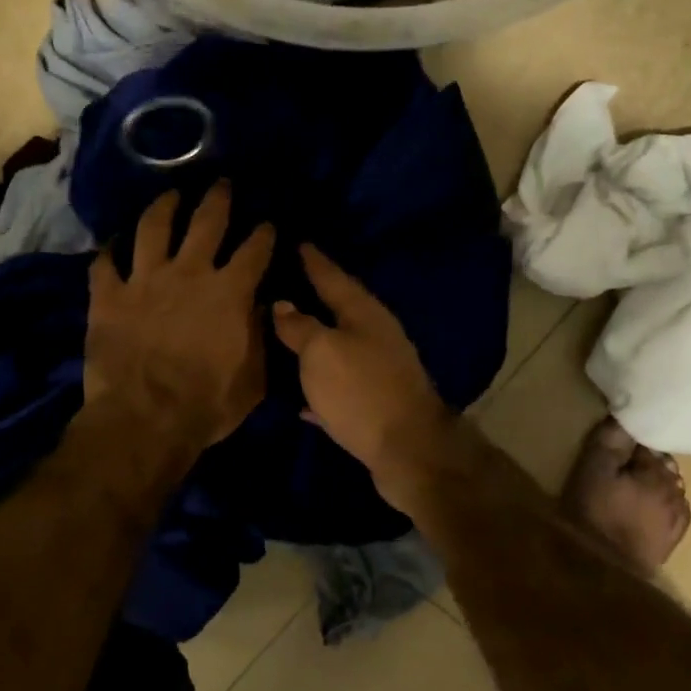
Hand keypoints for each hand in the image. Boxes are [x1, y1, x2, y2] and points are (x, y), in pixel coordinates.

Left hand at [86, 182, 274, 446]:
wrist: (144, 420)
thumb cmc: (207, 404)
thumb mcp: (253, 379)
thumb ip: (261, 337)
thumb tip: (262, 307)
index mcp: (230, 292)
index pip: (255, 250)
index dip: (264, 233)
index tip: (268, 223)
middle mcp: (190, 273)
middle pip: (207, 221)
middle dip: (218, 198)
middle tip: (221, 183)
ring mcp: (145, 280)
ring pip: (153, 227)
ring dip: (163, 206)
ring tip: (169, 195)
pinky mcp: (109, 296)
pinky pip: (104, 264)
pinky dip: (108, 251)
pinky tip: (112, 242)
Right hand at [272, 245, 455, 502]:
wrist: (408, 450)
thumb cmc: (360, 390)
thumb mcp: (321, 351)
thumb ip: (299, 326)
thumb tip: (282, 303)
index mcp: (364, 313)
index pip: (333, 277)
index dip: (314, 260)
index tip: (297, 241)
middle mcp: (375, 335)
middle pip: (340, 309)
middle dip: (314, 295)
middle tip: (285, 280)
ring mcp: (378, 369)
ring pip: (339, 346)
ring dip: (315, 338)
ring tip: (285, 329)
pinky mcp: (374, 403)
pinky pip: (339, 385)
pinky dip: (320, 385)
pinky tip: (299, 394)